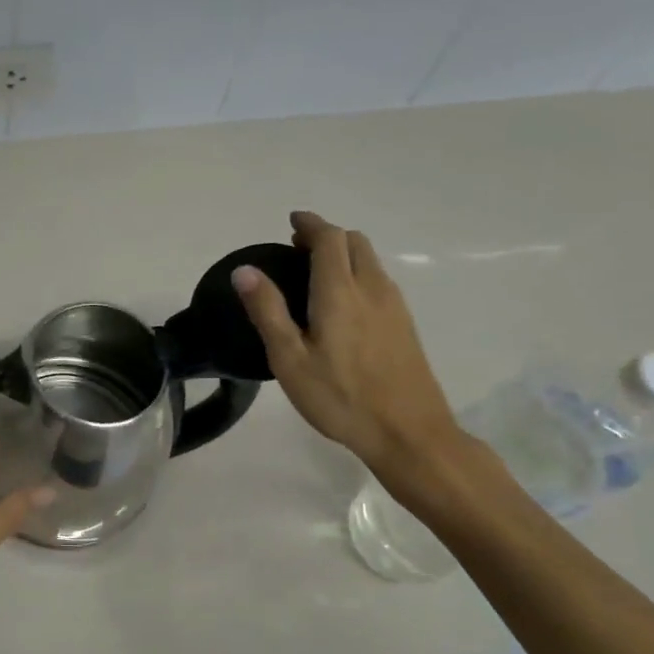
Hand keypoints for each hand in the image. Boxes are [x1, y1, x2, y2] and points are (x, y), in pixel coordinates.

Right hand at [232, 211, 462, 476]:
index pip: (329, 238)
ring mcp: (395, 306)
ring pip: (370, 261)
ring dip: (344, 254)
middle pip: (354, 242)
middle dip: (326, 236)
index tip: (291, 221)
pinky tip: (343, 302)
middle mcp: (372, 288)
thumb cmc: (340, 398)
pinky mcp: (405, 324)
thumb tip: (245, 271)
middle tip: (297, 247)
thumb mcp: (290, 359)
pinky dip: (358, 273)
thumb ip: (268, 311)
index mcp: (340, 292)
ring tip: (315, 272)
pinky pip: (379, 281)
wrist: (409, 433)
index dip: (310, 224)